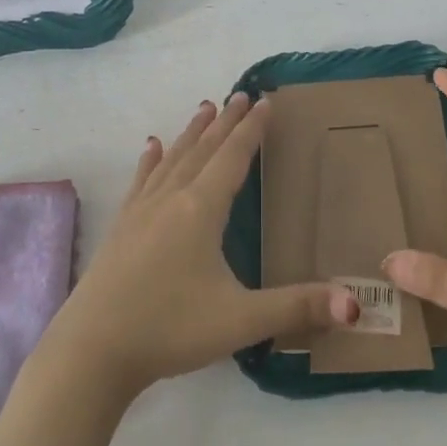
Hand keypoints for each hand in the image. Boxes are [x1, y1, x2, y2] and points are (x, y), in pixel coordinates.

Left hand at [42, 93, 358, 396]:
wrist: (92, 350)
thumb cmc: (170, 329)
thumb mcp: (240, 320)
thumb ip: (297, 308)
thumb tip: (354, 303)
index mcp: (201, 211)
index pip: (232, 158)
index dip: (251, 130)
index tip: (264, 101)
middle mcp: (170, 200)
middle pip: (203, 150)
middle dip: (224, 122)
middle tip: (240, 95)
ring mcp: (141, 212)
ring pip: (172, 160)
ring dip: (191, 133)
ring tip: (204, 108)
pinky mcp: (120, 228)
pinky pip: (141, 181)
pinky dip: (151, 161)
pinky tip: (151, 147)